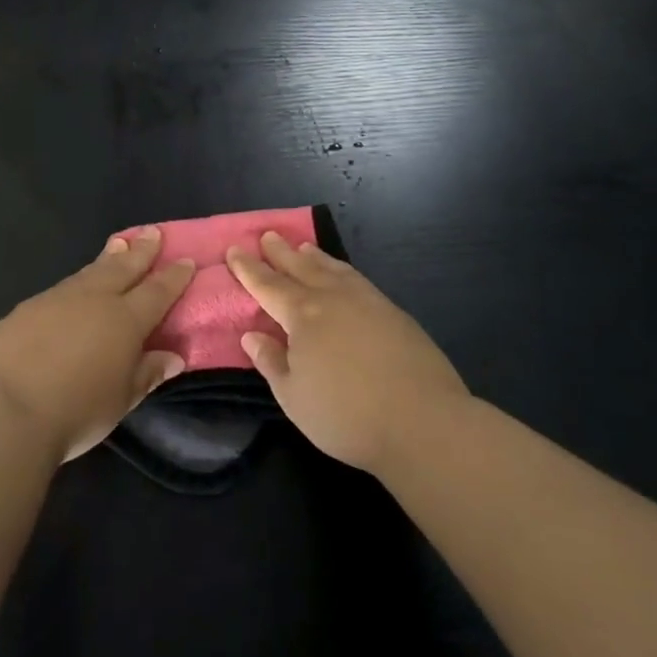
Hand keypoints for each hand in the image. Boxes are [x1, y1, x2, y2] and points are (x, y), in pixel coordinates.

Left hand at [0, 229, 193, 463]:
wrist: (5, 407)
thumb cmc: (74, 411)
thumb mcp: (120, 400)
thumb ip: (146, 373)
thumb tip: (173, 357)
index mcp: (125, 320)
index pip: (157, 292)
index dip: (173, 277)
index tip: (186, 260)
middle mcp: (95, 299)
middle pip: (124, 268)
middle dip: (142, 251)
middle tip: (153, 232)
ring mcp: (58, 298)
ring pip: (91, 271)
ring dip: (109, 258)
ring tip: (119, 244)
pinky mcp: (28, 307)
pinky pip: (64, 286)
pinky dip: (79, 279)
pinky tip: (77, 283)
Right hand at [227, 231, 468, 472]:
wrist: (423, 421)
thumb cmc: (347, 415)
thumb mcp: (294, 397)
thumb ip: (271, 362)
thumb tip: (251, 336)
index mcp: (302, 315)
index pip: (267, 285)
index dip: (248, 268)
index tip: (234, 249)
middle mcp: (332, 298)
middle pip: (300, 267)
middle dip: (280, 252)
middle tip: (267, 235)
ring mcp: (366, 301)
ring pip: (332, 268)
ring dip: (313, 257)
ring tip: (303, 247)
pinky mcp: (393, 312)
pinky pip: (357, 279)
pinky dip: (341, 269)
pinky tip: (343, 275)